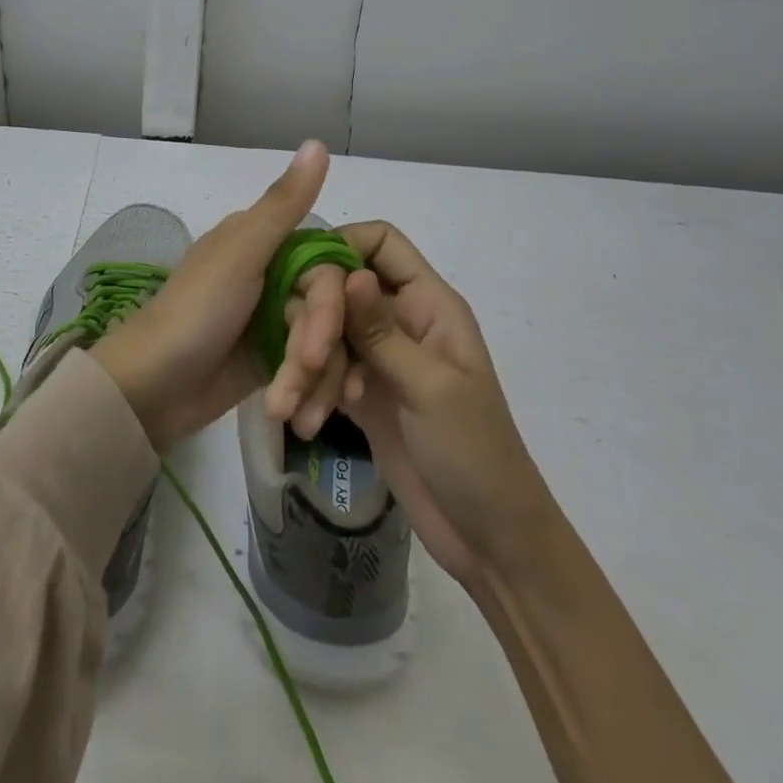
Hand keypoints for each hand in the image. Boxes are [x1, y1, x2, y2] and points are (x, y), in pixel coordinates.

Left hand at [88, 141, 355, 451]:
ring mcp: (273, 319)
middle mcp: (274, 275)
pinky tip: (299, 417)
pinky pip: (310, 371)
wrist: (151, 386)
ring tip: (294, 415)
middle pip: (330, 311)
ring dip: (314, 382)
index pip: (328, 269)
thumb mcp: (242, 252)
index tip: (316, 343)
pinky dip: (308, 393)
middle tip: (297, 385)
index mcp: (266, 242)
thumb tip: (319, 142)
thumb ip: (285, 203)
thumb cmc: (196, 311)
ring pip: (325, 344)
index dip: (329, 309)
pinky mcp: (271, 360)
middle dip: (319, 353)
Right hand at [338, 222, 546, 585]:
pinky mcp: (360, 392)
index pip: (380, 242)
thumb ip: (383, 331)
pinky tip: (304, 421)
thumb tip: (350, 274)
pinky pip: (322, 369)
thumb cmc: (475, 455)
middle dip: (315, 318)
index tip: (308, 277)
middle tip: (307, 359)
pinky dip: (309, 388)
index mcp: (428, 303)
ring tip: (292, 408)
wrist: (490, 540)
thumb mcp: (431, 388)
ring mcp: (378, 356)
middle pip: (340, 286)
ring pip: (325, 330)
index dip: (341, 246)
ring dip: (305, 363)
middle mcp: (400, 318)